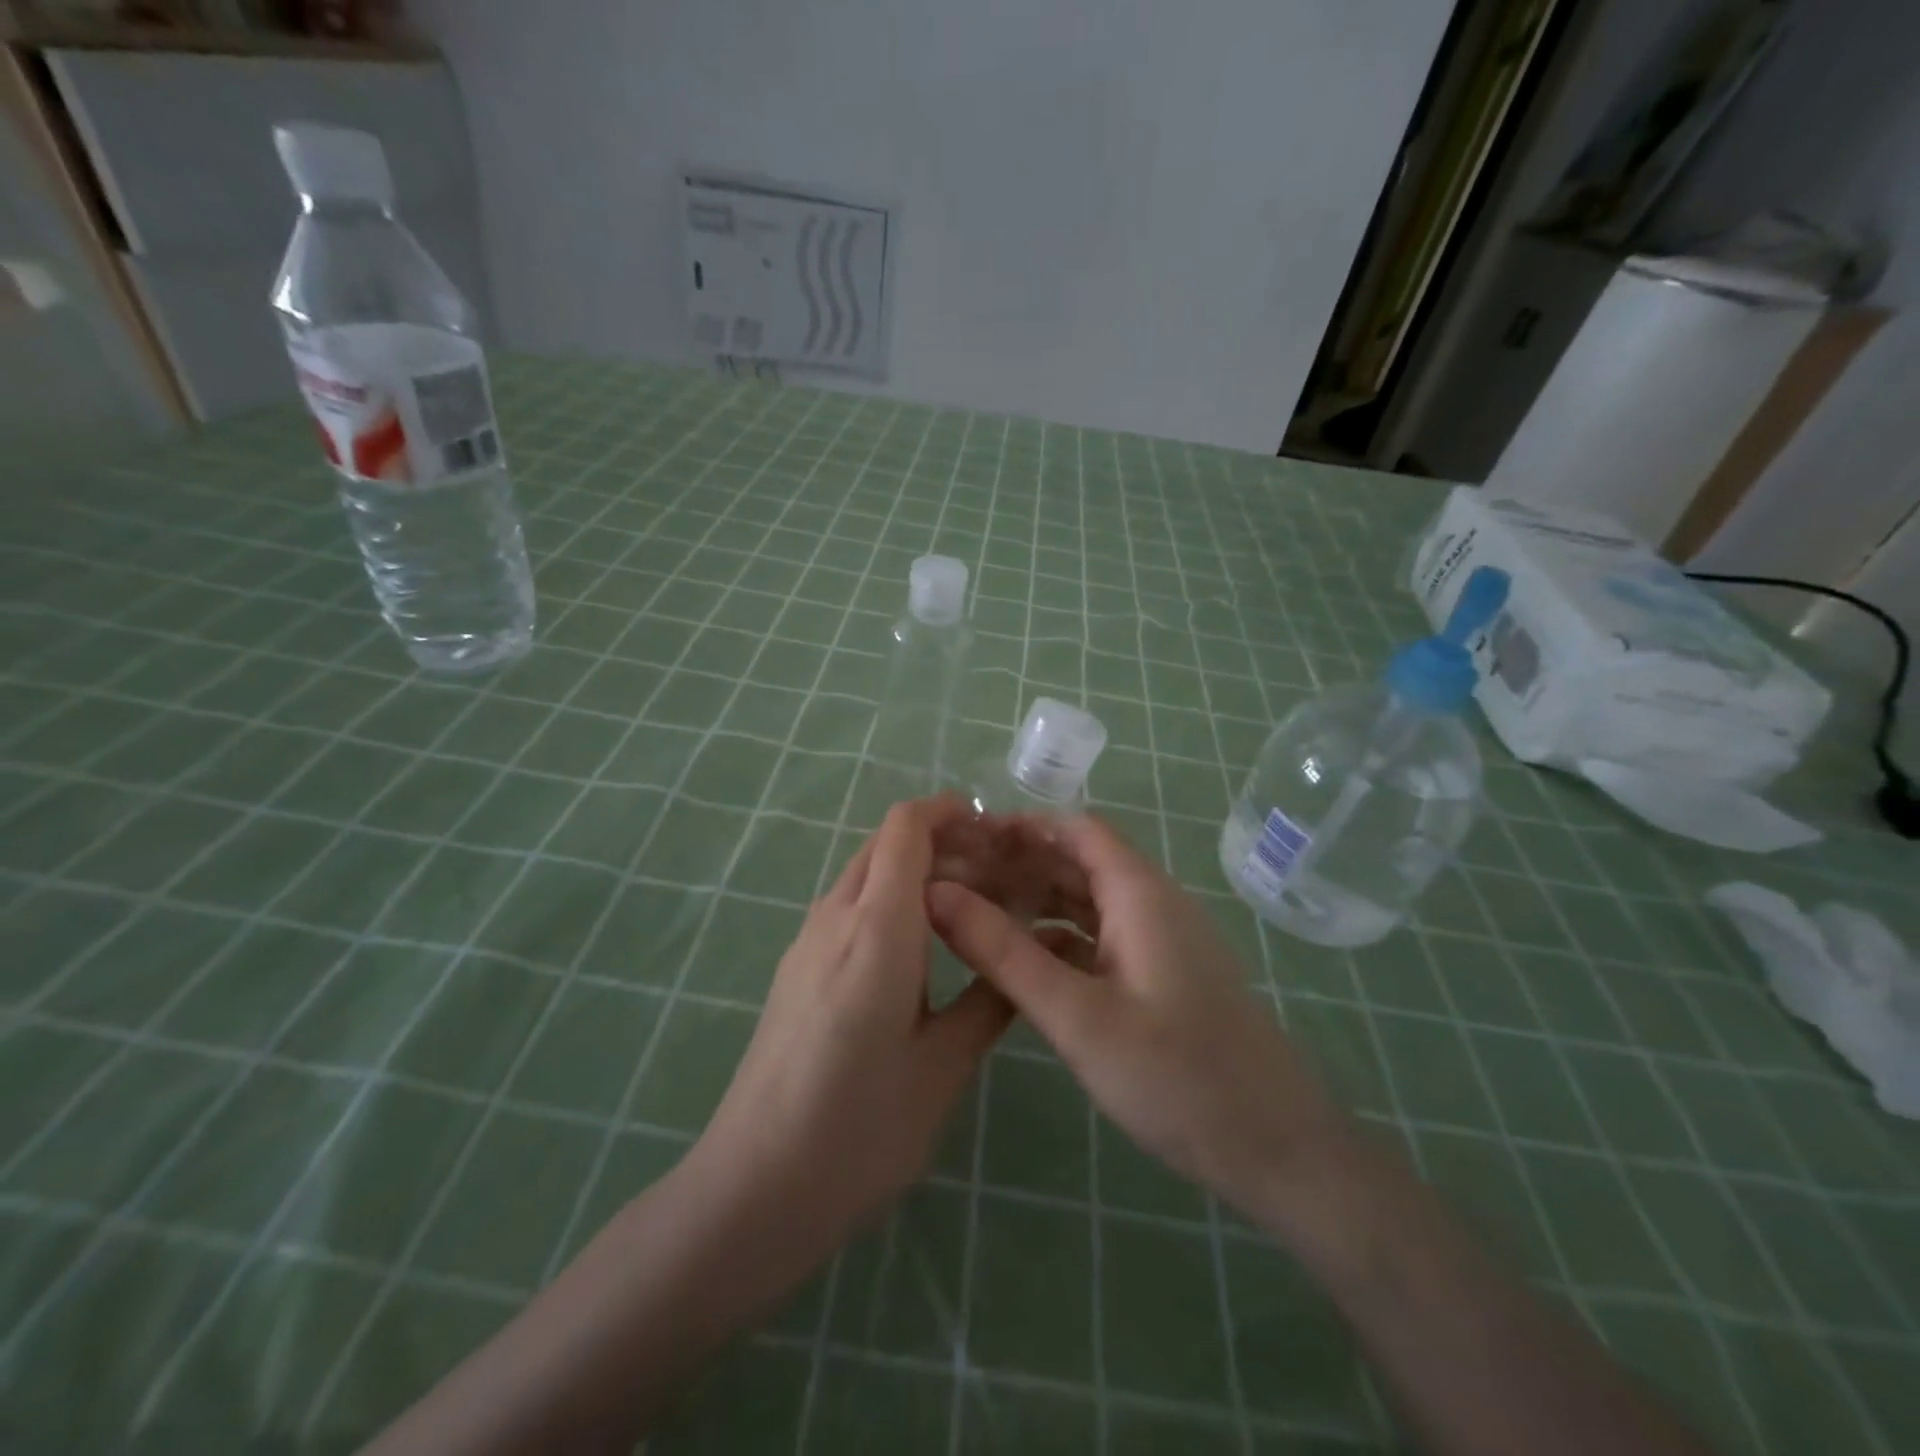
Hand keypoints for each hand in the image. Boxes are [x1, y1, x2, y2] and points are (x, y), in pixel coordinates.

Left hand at [688, 796, 1013, 1250]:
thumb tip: (1036, 953)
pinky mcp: (796, 969)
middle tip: (996, 876)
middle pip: (885, 844)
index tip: (996, 831)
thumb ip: (991, 998)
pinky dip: (888, 902)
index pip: (905, 827)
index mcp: (876, 927)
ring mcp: (806, 943)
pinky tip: (920, 950)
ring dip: (913, 872)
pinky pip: (847, 908)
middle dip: (941, 841)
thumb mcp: (944, 1066)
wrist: (755, 1187)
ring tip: (967, 910)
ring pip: (864, 875)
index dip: (950, 812)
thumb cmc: (859, 1127)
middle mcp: (834, 918)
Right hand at [926, 813, 1343, 1216]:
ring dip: (1039, 900)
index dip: (1022, 826)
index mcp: (1141, 894)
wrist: (1278, 1152)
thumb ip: (1003, 953)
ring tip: (977, 913)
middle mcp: (1155, 905)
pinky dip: (1061, 938)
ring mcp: (1163, 943)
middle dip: (1021, 862)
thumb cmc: (1176, 1077)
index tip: (964, 841)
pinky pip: (1103, 939)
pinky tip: (1024, 961)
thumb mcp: (1076, 1015)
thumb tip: (936, 893)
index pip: (1077, 829)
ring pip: (1090, 902)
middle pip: (1081, 861)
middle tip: (956, 880)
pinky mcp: (1165, 978)